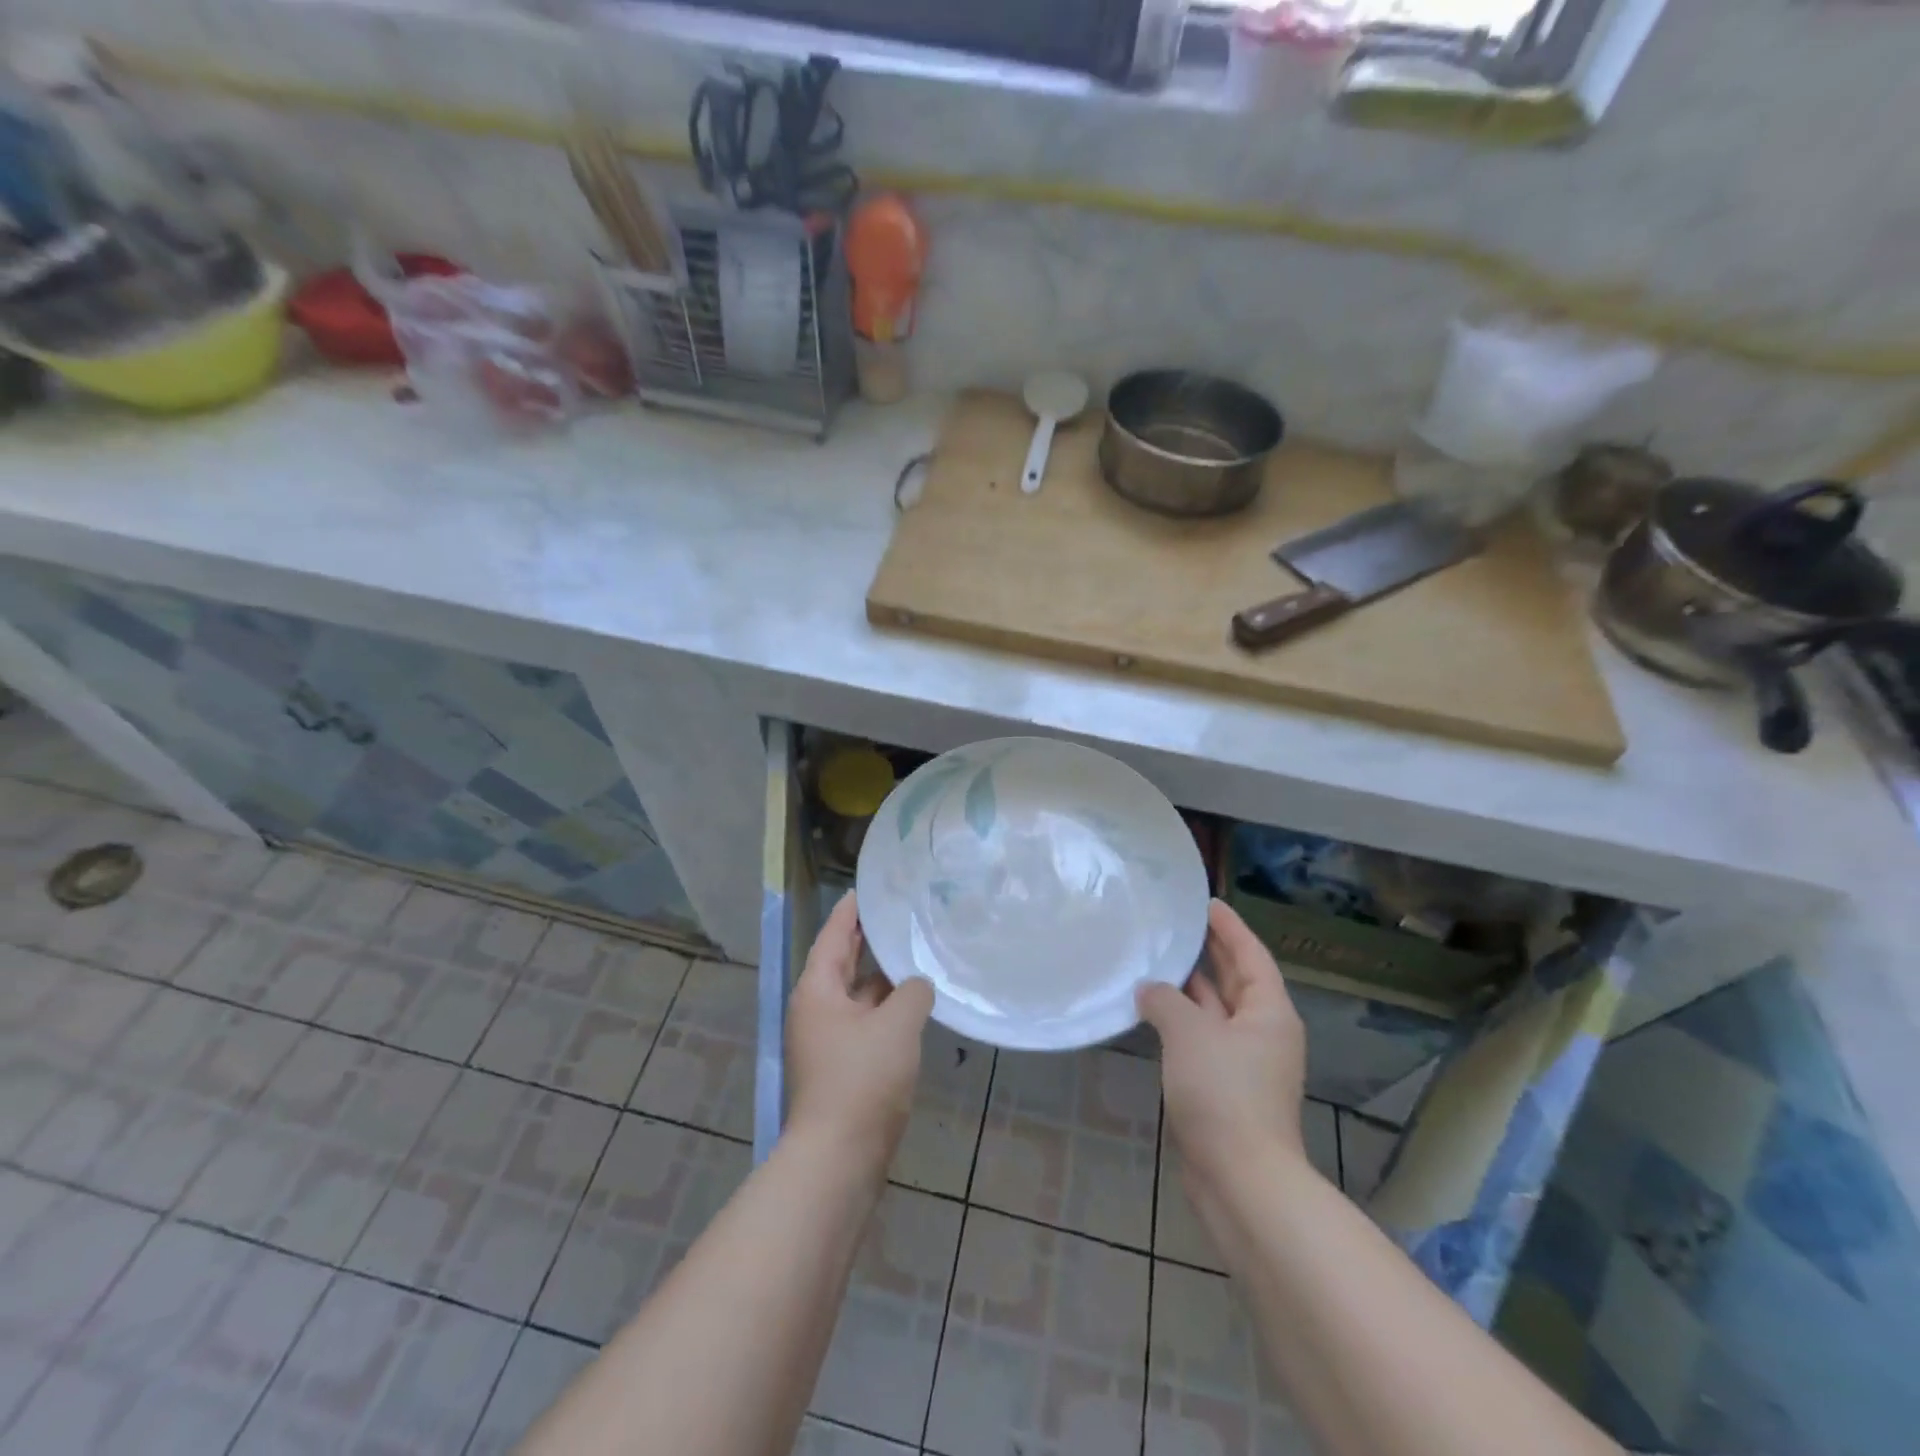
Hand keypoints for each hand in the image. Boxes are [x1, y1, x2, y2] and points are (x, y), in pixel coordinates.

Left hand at [786, 893, 934, 1170]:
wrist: (838, 1158)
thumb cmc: (862, 1079)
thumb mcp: (896, 1025)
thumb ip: (912, 992)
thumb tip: (916, 985)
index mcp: (818, 990)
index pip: (835, 935)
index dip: (851, 910)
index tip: (867, 887)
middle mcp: (817, 1009)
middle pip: (843, 963)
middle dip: (868, 940)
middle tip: (898, 913)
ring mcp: (829, 1040)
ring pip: (859, 995)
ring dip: (883, 977)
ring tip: (915, 952)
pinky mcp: (844, 1066)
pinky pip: (867, 1022)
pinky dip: (887, 1008)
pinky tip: (914, 1003)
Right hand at [1139, 900, 1310, 1189]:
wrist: (1240, 1178)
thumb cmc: (1223, 1092)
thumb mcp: (1189, 1034)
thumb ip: (1165, 1000)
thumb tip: (1149, 989)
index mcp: (1268, 1012)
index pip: (1250, 955)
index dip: (1229, 927)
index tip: (1207, 903)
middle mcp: (1262, 1032)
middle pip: (1236, 980)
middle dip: (1210, 952)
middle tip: (1179, 924)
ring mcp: (1244, 1063)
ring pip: (1216, 1011)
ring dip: (1191, 988)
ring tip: (1158, 959)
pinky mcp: (1225, 1088)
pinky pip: (1203, 1039)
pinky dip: (1182, 1020)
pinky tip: (1153, 1011)